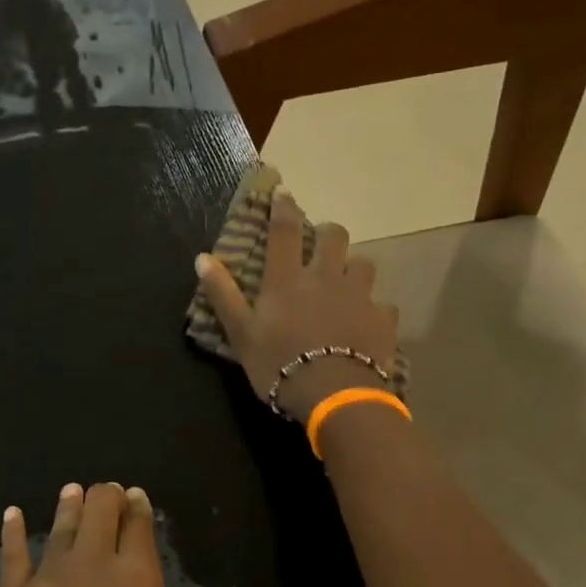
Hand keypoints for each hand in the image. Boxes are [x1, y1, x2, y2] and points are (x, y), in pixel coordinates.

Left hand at [0, 483, 233, 586]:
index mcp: (138, 577)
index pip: (139, 527)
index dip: (138, 508)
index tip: (137, 497)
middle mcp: (94, 564)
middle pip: (100, 511)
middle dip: (105, 497)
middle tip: (107, 492)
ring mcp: (49, 578)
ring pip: (61, 527)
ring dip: (69, 506)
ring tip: (72, 489)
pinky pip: (12, 555)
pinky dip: (11, 532)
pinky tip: (11, 514)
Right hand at [196, 190, 398, 419]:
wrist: (331, 394)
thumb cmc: (278, 364)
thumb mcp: (241, 333)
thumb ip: (223, 295)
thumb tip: (202, 258)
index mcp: (288, 279)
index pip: (284, 230)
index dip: (284, 208)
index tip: (284, 193)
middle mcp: (326, 277)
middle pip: (334, 236)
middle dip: (327, 234)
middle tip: (321, 246)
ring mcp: (359, 296)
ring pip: (363, 264)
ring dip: (353, 269)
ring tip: (346, 285)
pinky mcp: (382, 319)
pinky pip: (383, 306)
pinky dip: (374, 311)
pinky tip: (366, 325)